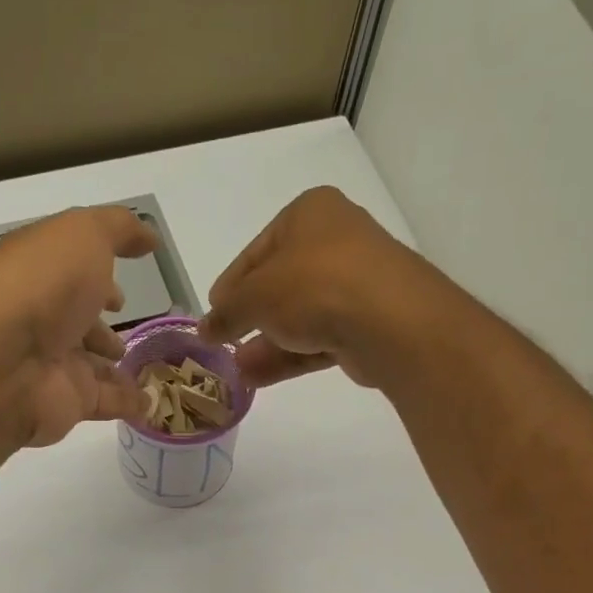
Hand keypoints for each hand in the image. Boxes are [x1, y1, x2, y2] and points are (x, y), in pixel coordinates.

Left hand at [0, 206, 158, 447]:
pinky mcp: (68, 403)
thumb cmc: (43, 286)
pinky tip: (151, 402)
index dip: (98, 280)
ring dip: (115, 369)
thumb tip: (149, 237)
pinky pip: (105, 402)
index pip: (71, 277)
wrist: (4, 361)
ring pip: (91, 367)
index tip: (122, 294)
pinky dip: (128, 403)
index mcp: (41, 275)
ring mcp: (53, 365)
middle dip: (102, 329)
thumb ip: (119, 230)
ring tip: (150, 371)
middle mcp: (43, 320)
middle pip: (77, 325)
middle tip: (132, 336)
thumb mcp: (84, 235)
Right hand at [200, 186, 449, 390]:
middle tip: (224, 344)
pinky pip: (317, 339)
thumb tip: (205, 329)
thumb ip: (226, 313)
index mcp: (309, 214)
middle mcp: (335, 241)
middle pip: (280, 284)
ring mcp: (355, 285)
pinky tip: (258, 378)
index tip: (211, 314)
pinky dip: (288, 356)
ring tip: (236, 370)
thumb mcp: (254, 295)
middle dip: (249, 319)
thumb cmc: (313, 286)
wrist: (388, 321)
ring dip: (266, 343)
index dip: (230, 285)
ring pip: (299, 316)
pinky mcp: (365, 325)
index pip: (258, 251)